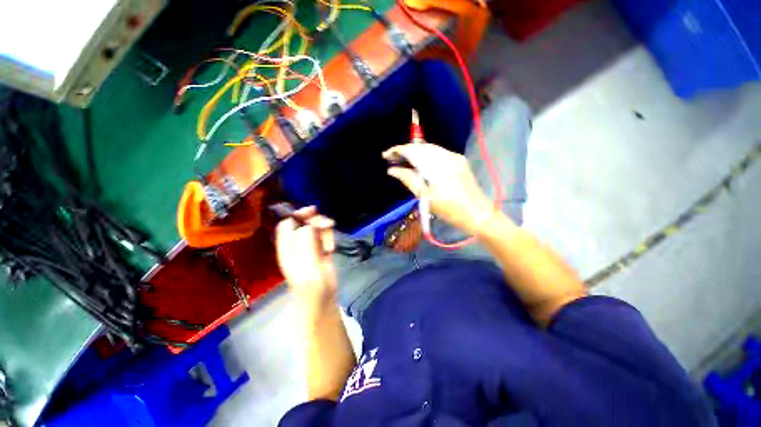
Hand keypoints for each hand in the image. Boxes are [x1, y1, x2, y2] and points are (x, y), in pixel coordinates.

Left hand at [275, 207, 337, 310]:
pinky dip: (330, 238)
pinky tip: (332, 249)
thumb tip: (308, 224)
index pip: (287, 224)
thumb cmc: (312, 287)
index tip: (312, 212)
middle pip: (303, 223)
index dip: (297, 215)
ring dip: (325, 231)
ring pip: (315, 228)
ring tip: (330, 246)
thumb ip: (306, 243)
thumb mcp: (308, 265)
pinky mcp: (320, 249)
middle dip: (315, 220)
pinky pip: (324, 236)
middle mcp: (296, 244)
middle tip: (328, 224)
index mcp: (287, 248)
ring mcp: (309, 246)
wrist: (322, 301)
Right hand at [384, 144, 499, 235]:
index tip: (385, 156)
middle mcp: (446, 156)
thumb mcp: (425, 196)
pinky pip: (438, 153)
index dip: (397, 151)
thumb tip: (392, 170)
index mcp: (437, 165)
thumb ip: (408, 179)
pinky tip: (418, 162)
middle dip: (405, 151)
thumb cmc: (449, 209)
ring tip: (402, 160)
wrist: (477, 213)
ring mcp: (454, 157)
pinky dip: (425, 155)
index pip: (413, 151)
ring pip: (429, 148)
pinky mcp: (459, 160)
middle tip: (391, 159)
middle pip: (421, 147)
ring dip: (414, 152)